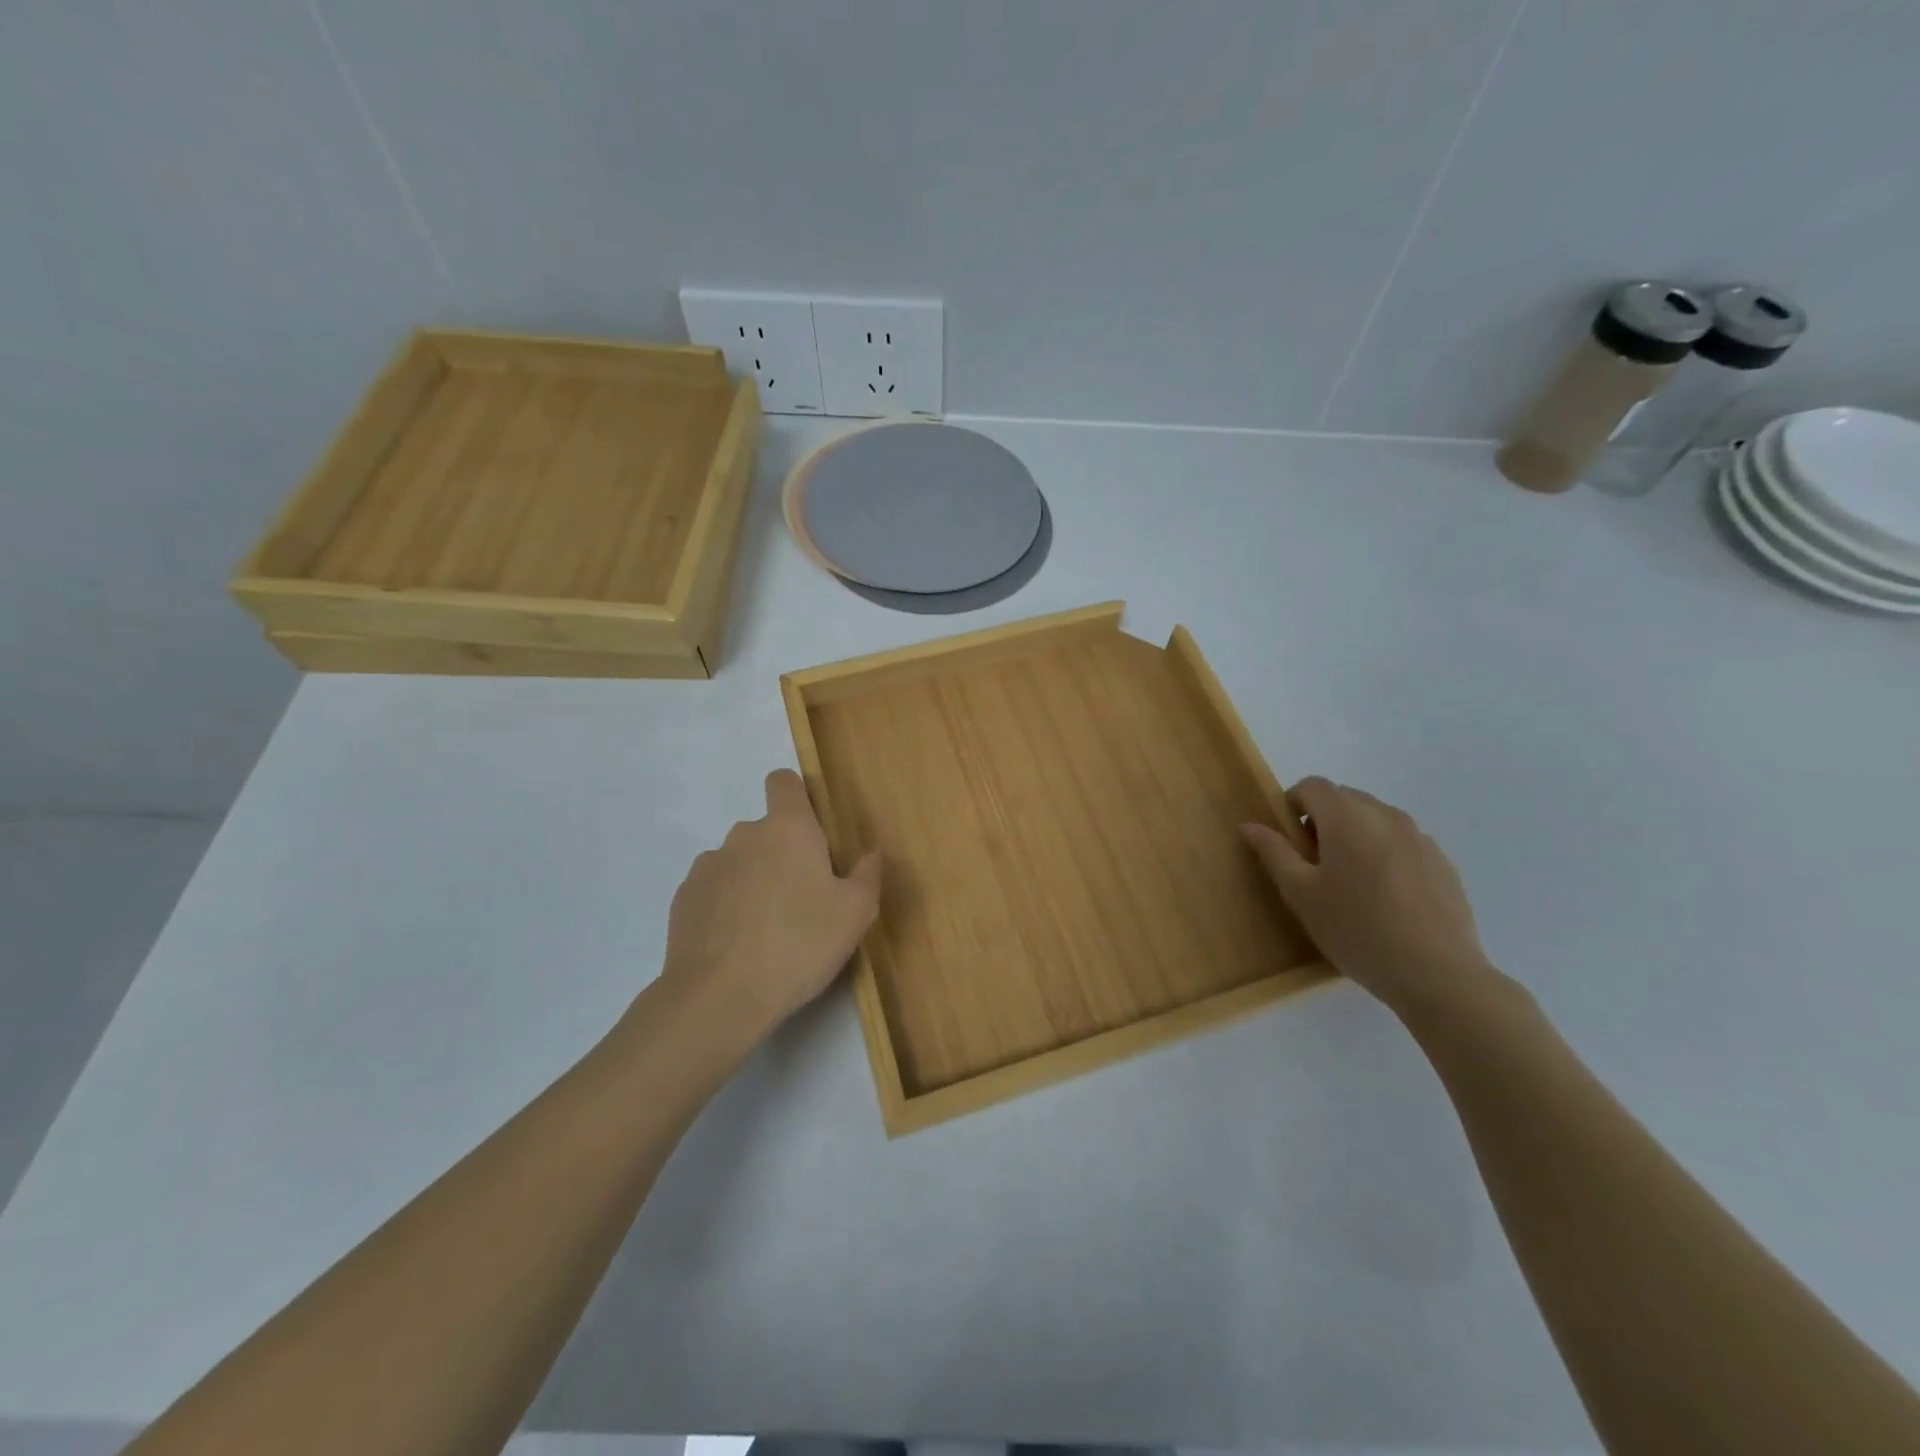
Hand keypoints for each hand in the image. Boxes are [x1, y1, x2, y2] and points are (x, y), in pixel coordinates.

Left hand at [660, 769, 882, 1035]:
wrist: (718, 997)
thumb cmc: (799, 945)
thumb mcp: (855, 915)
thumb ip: (868, 876)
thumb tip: (871, 854)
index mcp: (787, 829)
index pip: (783, 781)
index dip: (797, 797)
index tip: (812, 833)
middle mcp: (744, 835)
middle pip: (766, 829)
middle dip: (784, 854)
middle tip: (803, 899)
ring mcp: (708, 866)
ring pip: (740, 860)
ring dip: (754, 880)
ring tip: (768, 928)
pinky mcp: (683, 898)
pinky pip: (715, 889)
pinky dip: (727, 905)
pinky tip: (738, 943)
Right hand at [1241, 777, 1497, 1021]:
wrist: (1437, 975)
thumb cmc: (1356, 930)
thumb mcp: (1301, 894)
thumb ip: (1274, 852)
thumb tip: (1249, 825)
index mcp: (1347, 818)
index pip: (1313, 786)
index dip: (1292, 803)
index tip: (1288, 839)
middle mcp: (1386, 815)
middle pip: (1345, 798)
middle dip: (1323, 820)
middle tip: (1314, 864)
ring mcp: (1420, 837)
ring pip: (1375, 819)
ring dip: (1354, 835)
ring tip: (1351, 883)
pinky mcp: (1442, 862)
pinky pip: (1402, 842)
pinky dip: (1384, 853)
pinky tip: (1385, 898)